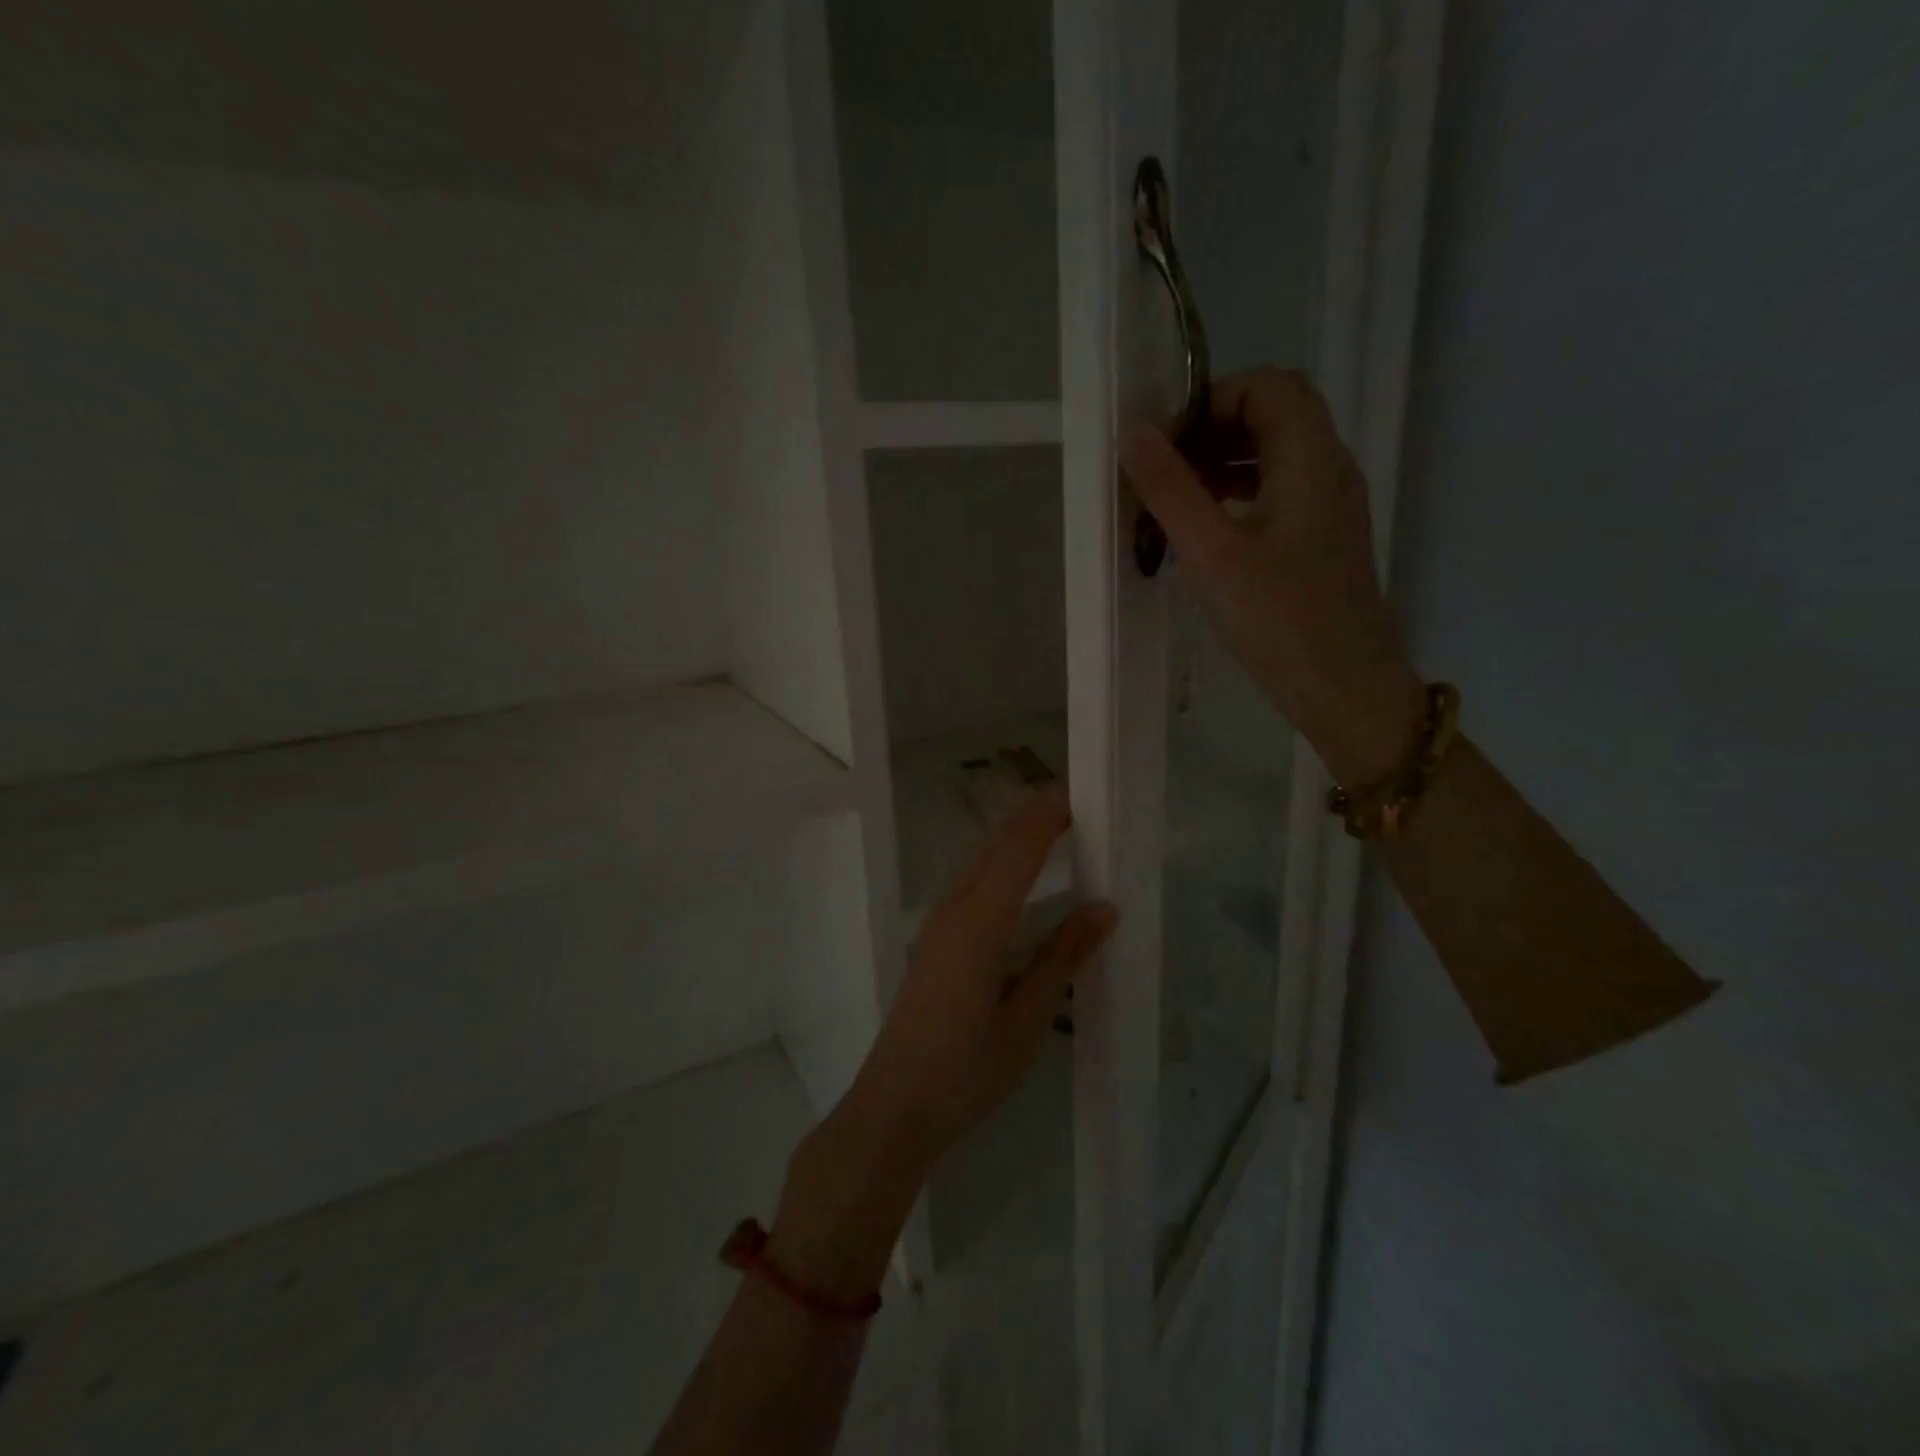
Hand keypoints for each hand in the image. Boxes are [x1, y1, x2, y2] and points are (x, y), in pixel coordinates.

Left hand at [769, 785, 1117, 1296]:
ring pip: (979, 859)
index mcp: (980, 921)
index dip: (1049, 812)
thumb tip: (1104, 906)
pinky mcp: (932, 939)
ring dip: (1015, 834)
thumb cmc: (967, 1070)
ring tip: (1056, 825)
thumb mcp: (1027, 1019)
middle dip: (1034, 814)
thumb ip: (1063, 956)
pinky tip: (1018, 875)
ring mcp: (938, 922)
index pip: (1019, 847)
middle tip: (1078, 799)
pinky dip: (999, 861)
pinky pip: (970, 881)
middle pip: (996, 843)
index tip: (1083, 789)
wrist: (895, 1106)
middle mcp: (954, 908)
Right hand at [1119, 367, 1425, 786]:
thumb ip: (1172, 490)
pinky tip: (1204, 532)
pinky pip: (1277, 491)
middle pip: (1272, 414)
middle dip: (1212, 431)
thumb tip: (1133, 433)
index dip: (1212, 399)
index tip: (1166, 443)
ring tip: (1173, 502)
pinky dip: (1237, 494)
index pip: (1267, 385)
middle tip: (1164, 472)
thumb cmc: (1280, 619)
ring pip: (1274, 455)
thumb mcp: (1213, 554)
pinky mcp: (1321, 538)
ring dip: (1221, 464)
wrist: (1344, 687)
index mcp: (1311, 458)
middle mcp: (1329, 468)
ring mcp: (1329, 505)